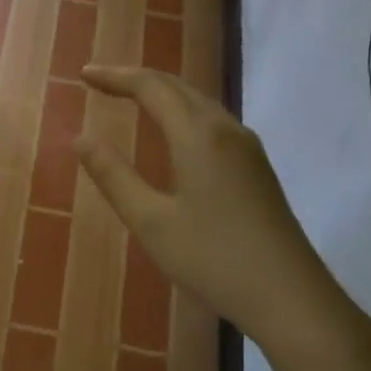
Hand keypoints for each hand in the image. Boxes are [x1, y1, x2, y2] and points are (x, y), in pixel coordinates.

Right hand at [75, 66, 370, 370]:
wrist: (288, 295)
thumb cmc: (211, 258)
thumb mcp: (150, 221)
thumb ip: (114, 177)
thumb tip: (81, 140)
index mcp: (198, 136)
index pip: (151, 88)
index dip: (115, 77)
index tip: (84, 75)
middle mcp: (226, 130)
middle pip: (179, 87)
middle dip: (137, 79)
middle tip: (101, 82)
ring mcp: (248, 148)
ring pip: (199, 103)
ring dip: (163, 94)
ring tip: (131, 99)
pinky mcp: (257, 169)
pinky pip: (213, 122)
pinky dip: (183, 113)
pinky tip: (174, 134)